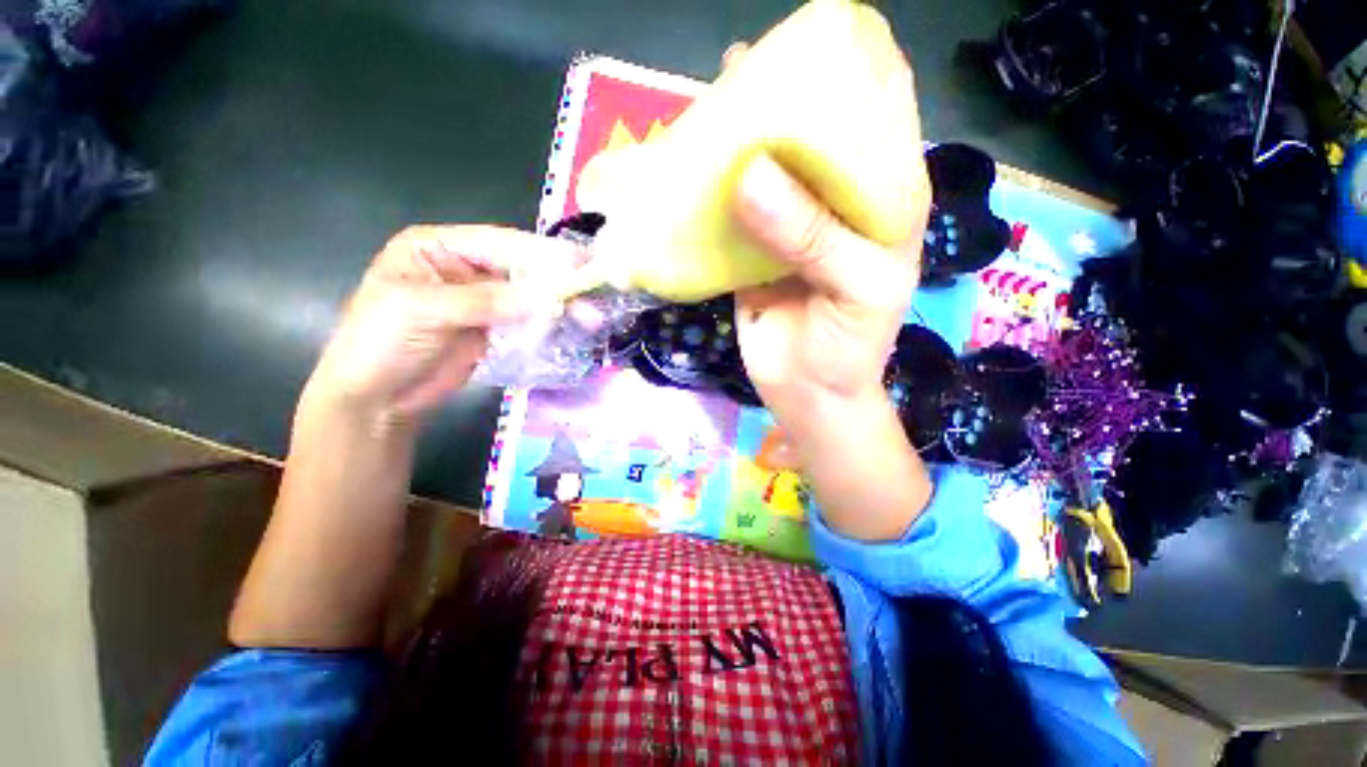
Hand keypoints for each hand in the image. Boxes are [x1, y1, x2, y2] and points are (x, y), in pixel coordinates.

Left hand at [306, 225, 574, 427]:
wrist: (376, 398)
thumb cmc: (380, 343)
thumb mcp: (422, 311)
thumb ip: (483, 301)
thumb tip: (544, 298)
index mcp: (439, 248)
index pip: (499, 243)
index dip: (540, 252)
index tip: (579, 264)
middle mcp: (466, 268)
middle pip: (521, 269)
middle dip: (557, 282)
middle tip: (593, 293)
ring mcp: (484, 300)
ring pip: (530, 296)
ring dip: (560, 306)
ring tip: (591, 317)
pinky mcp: (496, 329)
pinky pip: (529, 321)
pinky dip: (550, 324)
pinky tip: (572, 327)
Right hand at [725, 42, 934, 539]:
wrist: (808, 395)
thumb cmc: (849, 349)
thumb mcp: (854, 290)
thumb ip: (811, 235)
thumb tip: (749, 174)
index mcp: (882, 200)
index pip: (880, 115)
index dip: (853, 72)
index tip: (808, 43)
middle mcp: (835, 205)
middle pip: (813, 135)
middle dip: (782, 102)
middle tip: (740, 75)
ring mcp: (790, 228)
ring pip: (767, 172)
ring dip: (739, 144)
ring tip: (708, 111)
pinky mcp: (753, 254)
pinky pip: (733, 215)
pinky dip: (713, 195)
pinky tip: (692, 173)